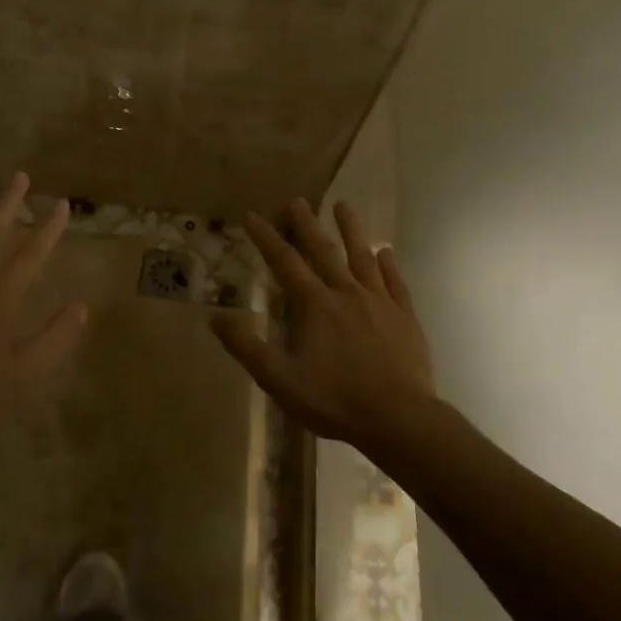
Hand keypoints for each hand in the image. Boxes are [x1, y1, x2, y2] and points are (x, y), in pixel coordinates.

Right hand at [210, 199, 435, 450]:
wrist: (398, 419)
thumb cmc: (334, 400)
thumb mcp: (279, 379)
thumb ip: (247, 347)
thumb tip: (215, 318)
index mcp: (314, 305)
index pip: (284, 262)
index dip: (266, 238)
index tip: (253, 215)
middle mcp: (346, 293)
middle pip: (323, 251)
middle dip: (307, 225)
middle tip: (297, 201)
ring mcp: (379, 303)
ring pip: (362, 257)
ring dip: (351, 230)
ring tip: (343, 206)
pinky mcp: (405, 317)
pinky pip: (395, 283)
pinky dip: (388, 265)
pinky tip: (386, 252)